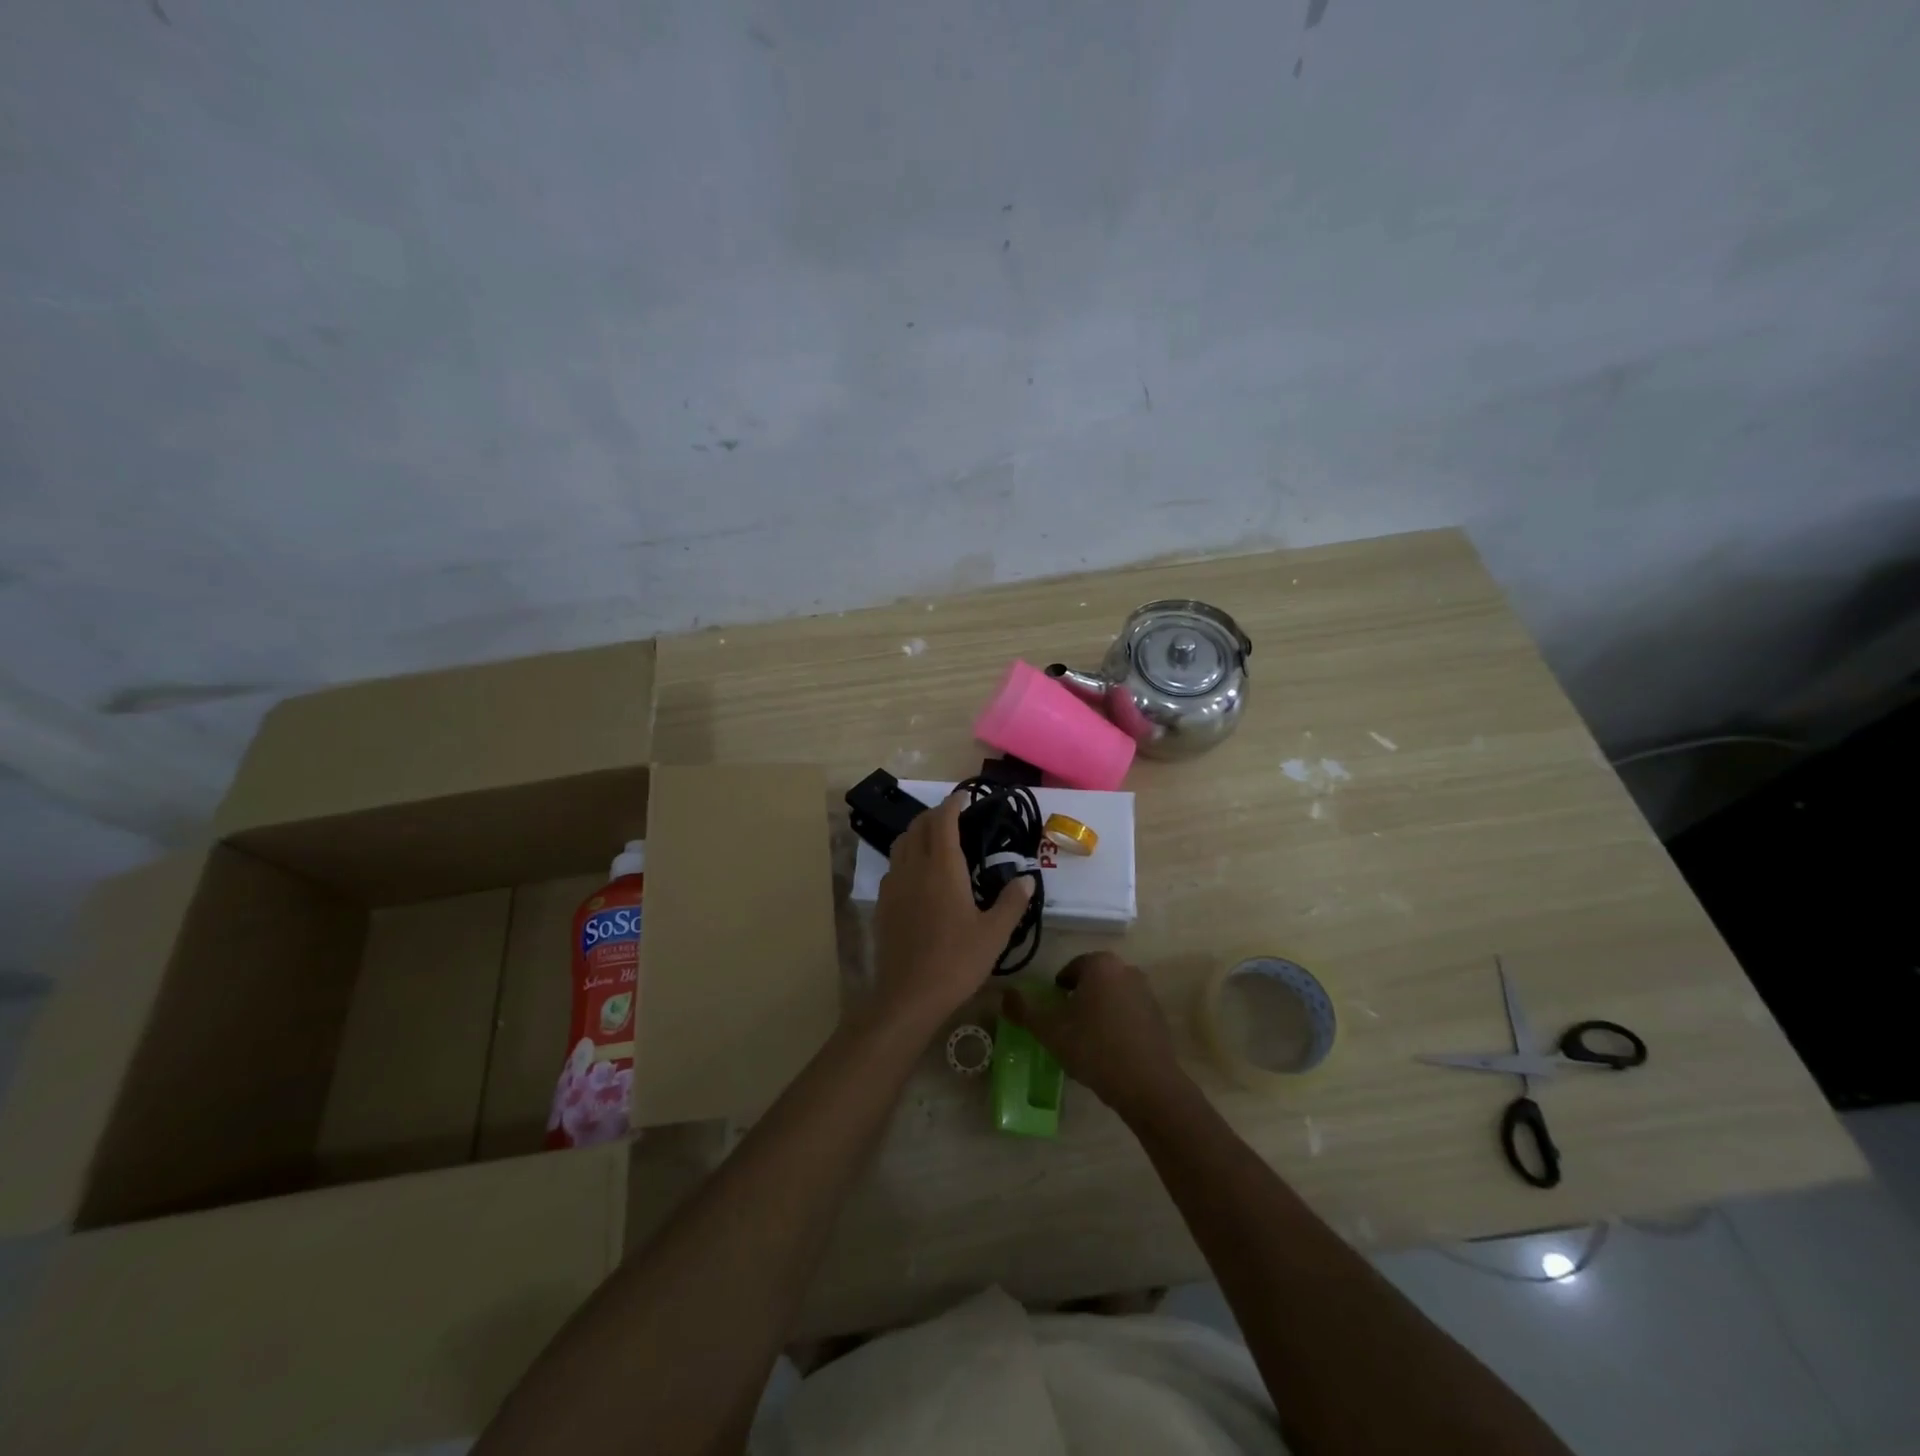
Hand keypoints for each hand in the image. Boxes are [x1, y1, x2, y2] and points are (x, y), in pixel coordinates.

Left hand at [870, 793, 1033, 1031]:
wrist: (908, 995)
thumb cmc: (957, 961)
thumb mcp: (994, 934)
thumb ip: (1012, 902)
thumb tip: (1026, 878)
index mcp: (943, 867)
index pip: (944, 821)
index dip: (953, 804)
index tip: (963, 796)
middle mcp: (914, 867)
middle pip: (919, 826)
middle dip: (935, 815)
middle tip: (954, 816)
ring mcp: (894, 885)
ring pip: (901, 844)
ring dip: (918, 832)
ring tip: (935, 839)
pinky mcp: (883, 903)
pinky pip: (894, 866)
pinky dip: (906, 856)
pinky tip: (918, 875)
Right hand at [1003, 952, 1193, 1121]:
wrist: (1146, 1084)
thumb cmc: (1093, 1047)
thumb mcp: (1049, 1030)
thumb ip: (1024, 1010)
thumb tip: (1005, 994)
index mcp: (1101, 965)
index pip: (1070, 970)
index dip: (1057, 992)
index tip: (1052, 1015)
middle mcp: (1127, 970)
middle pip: (1093, 982)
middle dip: (1079, 1001)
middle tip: (1066, 1028)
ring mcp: (1147, 993)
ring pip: (1112, 998)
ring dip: (1099, 1013)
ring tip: (1087, 1043)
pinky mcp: (1159, 1018)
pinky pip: (1130, 1015)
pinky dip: (1118, 1026)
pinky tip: (1110, 1052)